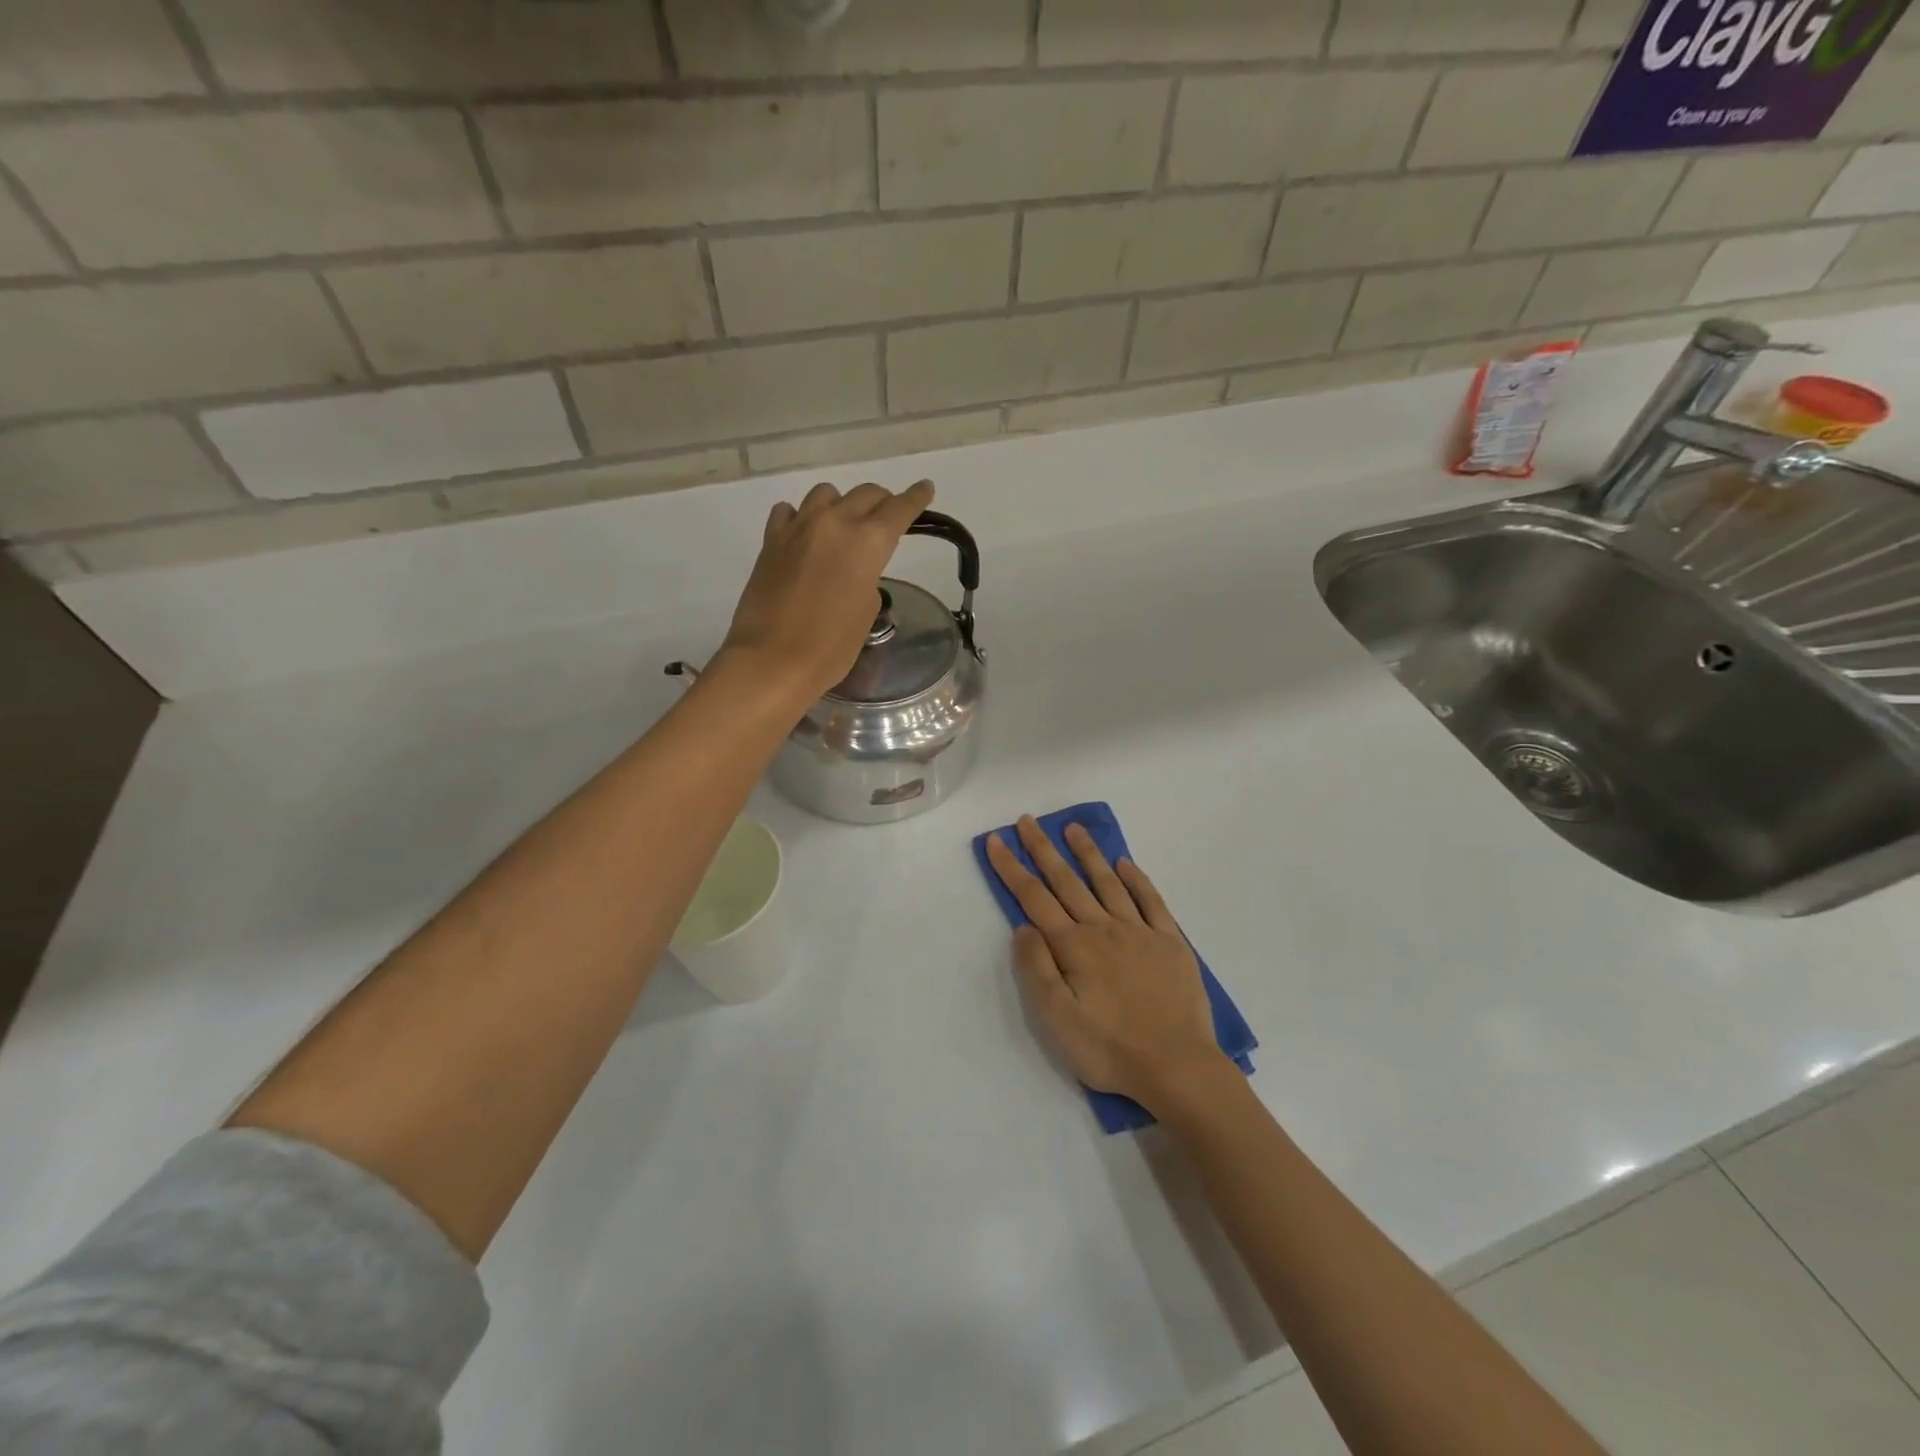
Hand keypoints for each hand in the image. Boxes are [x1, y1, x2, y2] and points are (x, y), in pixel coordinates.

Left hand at [722, 480, 935, 702]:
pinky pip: (789, 511)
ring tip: (841, 527)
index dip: (916, 498)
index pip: (900, 509)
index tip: (925, 488)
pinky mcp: (771, 540)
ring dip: (841, 504)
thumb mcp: (866, 612)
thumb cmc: (831, 646)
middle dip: (882, 502)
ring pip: (826, 494)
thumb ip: (868, 577)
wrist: (772, 659)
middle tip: (886, 517)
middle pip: (866, 493)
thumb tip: (854, 569)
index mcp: (868, 542)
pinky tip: (802, 535)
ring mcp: (798, 527)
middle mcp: (835, 523)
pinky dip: (801, 517)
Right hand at [986, 817, 1227, 1112]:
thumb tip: (1023, 927)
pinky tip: (1126, 864)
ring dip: (1088, 853)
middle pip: (1067, 881)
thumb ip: (1037, 969)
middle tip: (1028, 821)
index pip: (1034, 899)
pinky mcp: (1170, 943)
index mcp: (1074, 946)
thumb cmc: (1110, 1048)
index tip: (996, 841)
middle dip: (1043, 850)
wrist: (1178, 1067)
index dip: (1012, 868)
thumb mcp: (1058, 1019)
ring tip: (1073, 828)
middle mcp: (1104, 929)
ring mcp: (1140, 932)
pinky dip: (1137, 880)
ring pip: (1108, 883)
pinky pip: (1151, 901)